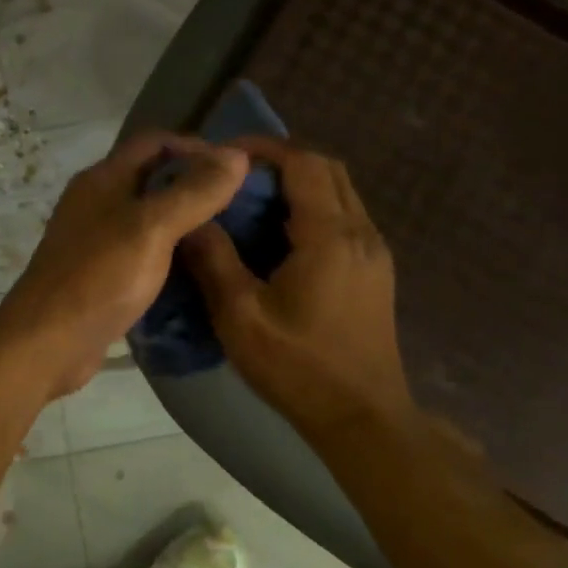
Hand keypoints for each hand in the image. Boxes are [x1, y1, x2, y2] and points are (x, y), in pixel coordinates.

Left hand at [0, 131, 248, 399]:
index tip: (236, 168)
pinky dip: (169, 252)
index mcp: (102, 178)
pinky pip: (141, 250)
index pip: (154, 141)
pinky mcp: (99, 273)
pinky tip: (196, 269)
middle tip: (240, 203)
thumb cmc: (98, 277)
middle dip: (194, 183)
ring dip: (184, 220)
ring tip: (228, 235)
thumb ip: (194, 191)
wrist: (46, 343)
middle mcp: (96, 201)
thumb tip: (237, 154)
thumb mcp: (152, 228)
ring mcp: (94, 238)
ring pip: (147, 216)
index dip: (196, 146)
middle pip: (151, 177)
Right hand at [182, 137, 426, 446]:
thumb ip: (214, 261)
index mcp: (330, 236)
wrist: (363, 419)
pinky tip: (280, 236)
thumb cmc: (299, 368)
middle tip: (237, 175)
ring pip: (340, 192)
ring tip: (252, 200)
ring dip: (299, 184)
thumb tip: (191, 220)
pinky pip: (345, 217)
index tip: (226, 154)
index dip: (265, 148)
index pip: (304, 163)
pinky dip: (312, 208)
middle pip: (327, 169)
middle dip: (282, 160)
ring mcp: (374, 252)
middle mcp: (361, 233)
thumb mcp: (241, 317)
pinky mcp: (375, 271)